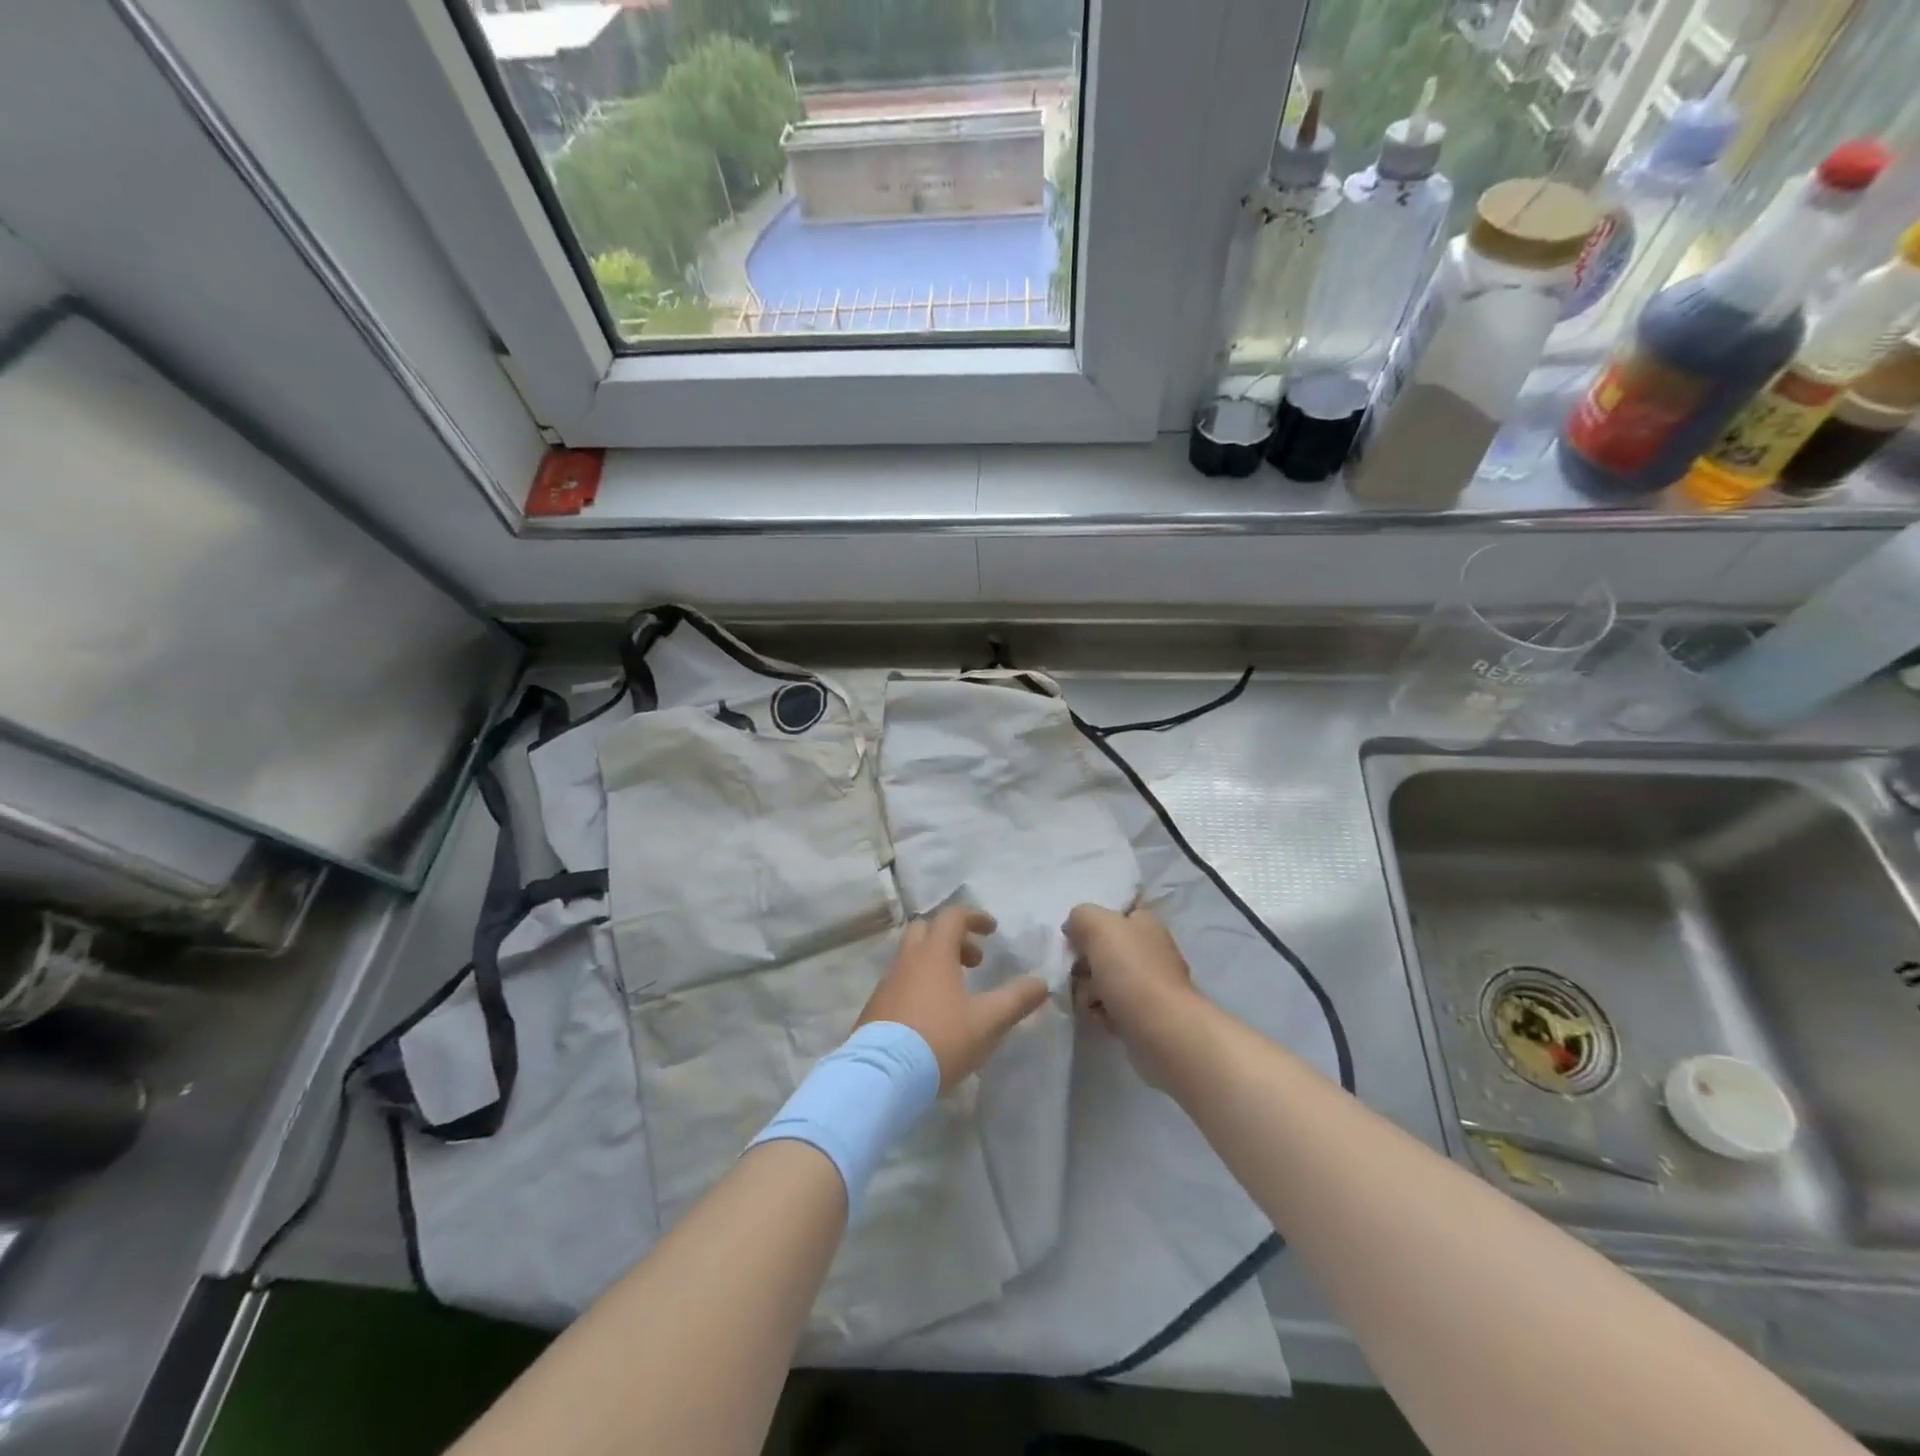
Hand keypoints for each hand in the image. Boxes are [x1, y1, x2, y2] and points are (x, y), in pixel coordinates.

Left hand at [857, 907, 1048, 1091]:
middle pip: (927, 930)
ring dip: (935, 964)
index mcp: (934, 954)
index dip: (975, 918)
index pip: (953, 916)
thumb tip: (1042, 983)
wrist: (882, 1076)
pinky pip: (900, 982)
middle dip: (953, 938)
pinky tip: (931, 1017)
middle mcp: (907, 960)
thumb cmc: (940, 1040)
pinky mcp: (875, 1007)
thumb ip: (1017, 999)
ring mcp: (887, 983)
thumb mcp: (988, 1022)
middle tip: (973, 963)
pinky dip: (919, 985)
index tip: (992, 931)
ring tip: (957, 995)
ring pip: (911, 957)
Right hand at [1066, 905, 1204, 1087]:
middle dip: (1084, 962)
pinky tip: (1102, 1018)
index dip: (1091, 923)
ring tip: (1090, 1001)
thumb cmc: (1131, 971)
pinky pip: (1111, 1007)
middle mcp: (1150, 949)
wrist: (1162, 1031)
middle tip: (1078, 973)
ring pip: (1104, 980)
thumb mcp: (1098, 926)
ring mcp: (1149, 984)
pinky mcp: (1145, 1015)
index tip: (1075, 938)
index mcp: (1145, 922)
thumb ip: (1081, 916)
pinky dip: (1102, 1013)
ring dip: (1088, 991)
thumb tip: (1073, 928)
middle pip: (1104, 949)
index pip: (1114, 913)